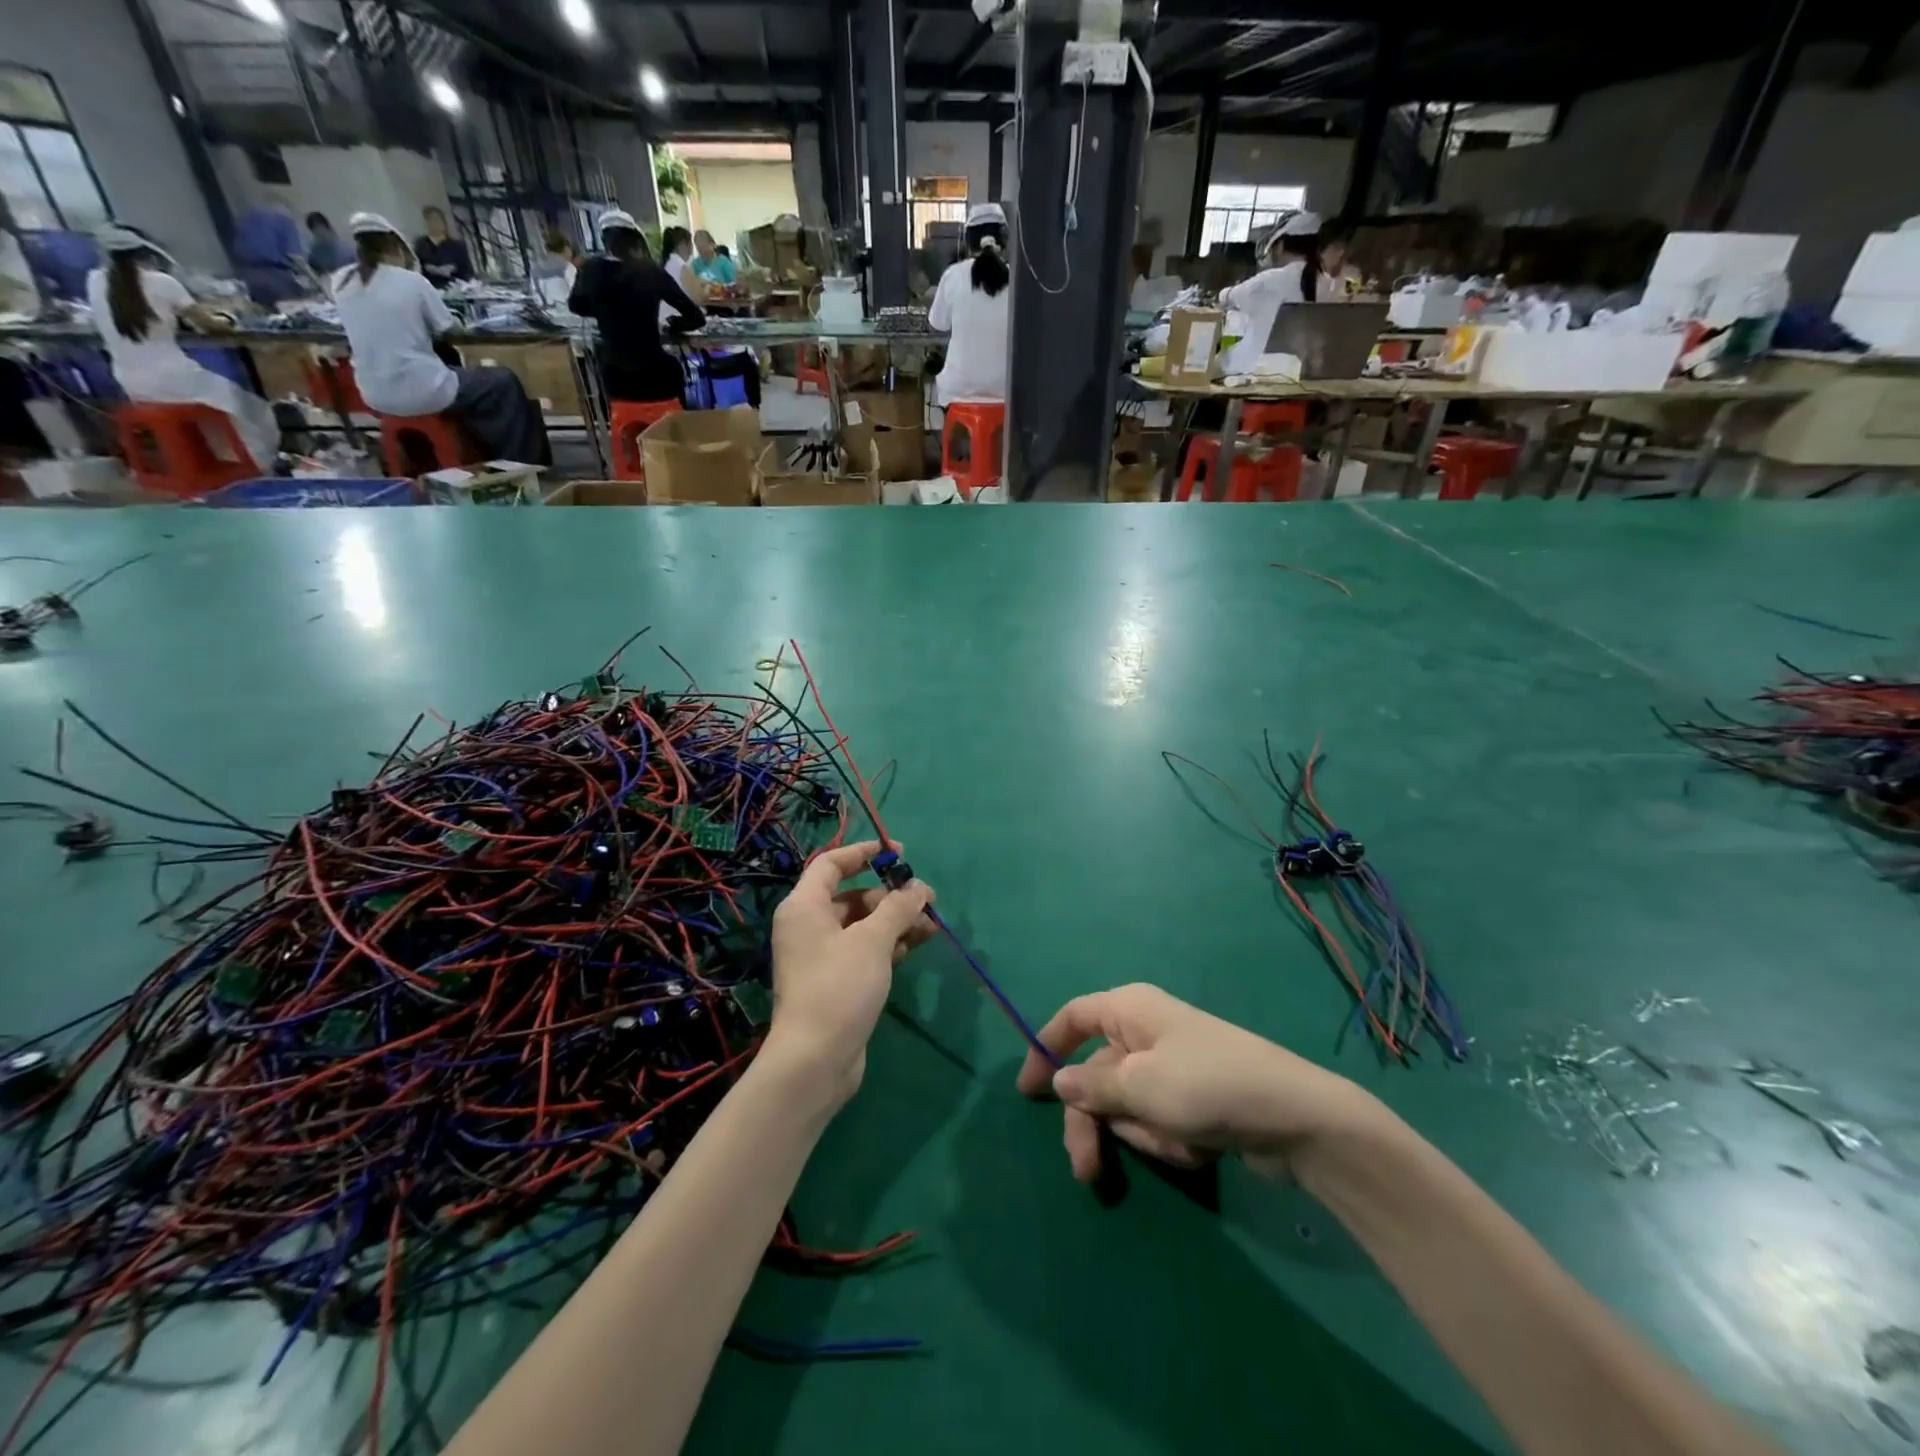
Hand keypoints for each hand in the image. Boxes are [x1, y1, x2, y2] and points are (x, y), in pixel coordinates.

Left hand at [767, 840, 933, 1106]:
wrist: (815, 1060)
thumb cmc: (839, 987)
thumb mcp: (873, 940)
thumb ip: (898, 907)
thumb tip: (919, 888)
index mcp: (804, 906)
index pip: (831, 863)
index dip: (864, 853)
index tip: (898, 853)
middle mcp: (808, 926)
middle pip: (852, 895)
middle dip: (891, 895)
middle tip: (926, 899)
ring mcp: (821, 956)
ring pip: (863, 925)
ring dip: (896, 921)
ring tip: (932, 925)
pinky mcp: (836, 981)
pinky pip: (864, 950)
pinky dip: (889, 944)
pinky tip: (917, 945)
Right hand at [1015, 983, 1375, 1184]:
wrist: (1298, 1119)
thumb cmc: (1209, 1085)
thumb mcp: (1141, 1086)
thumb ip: (1093, 1086)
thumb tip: (1059, 1081)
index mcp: (1129, 1009)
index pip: (1073, 1017)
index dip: (1044, 1048)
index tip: (1026, 1093)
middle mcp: (1146, 1032)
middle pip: (1096, 1075)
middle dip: (1094, 1122)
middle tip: (1087, 1172)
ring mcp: (1172, 1067)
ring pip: (1127, 1106)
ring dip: (1143, 1132)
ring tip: (1179, 1141)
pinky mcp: (1194, 1099)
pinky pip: (1159, 1121)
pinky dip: (1171, 1139)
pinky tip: (1199, 1148)